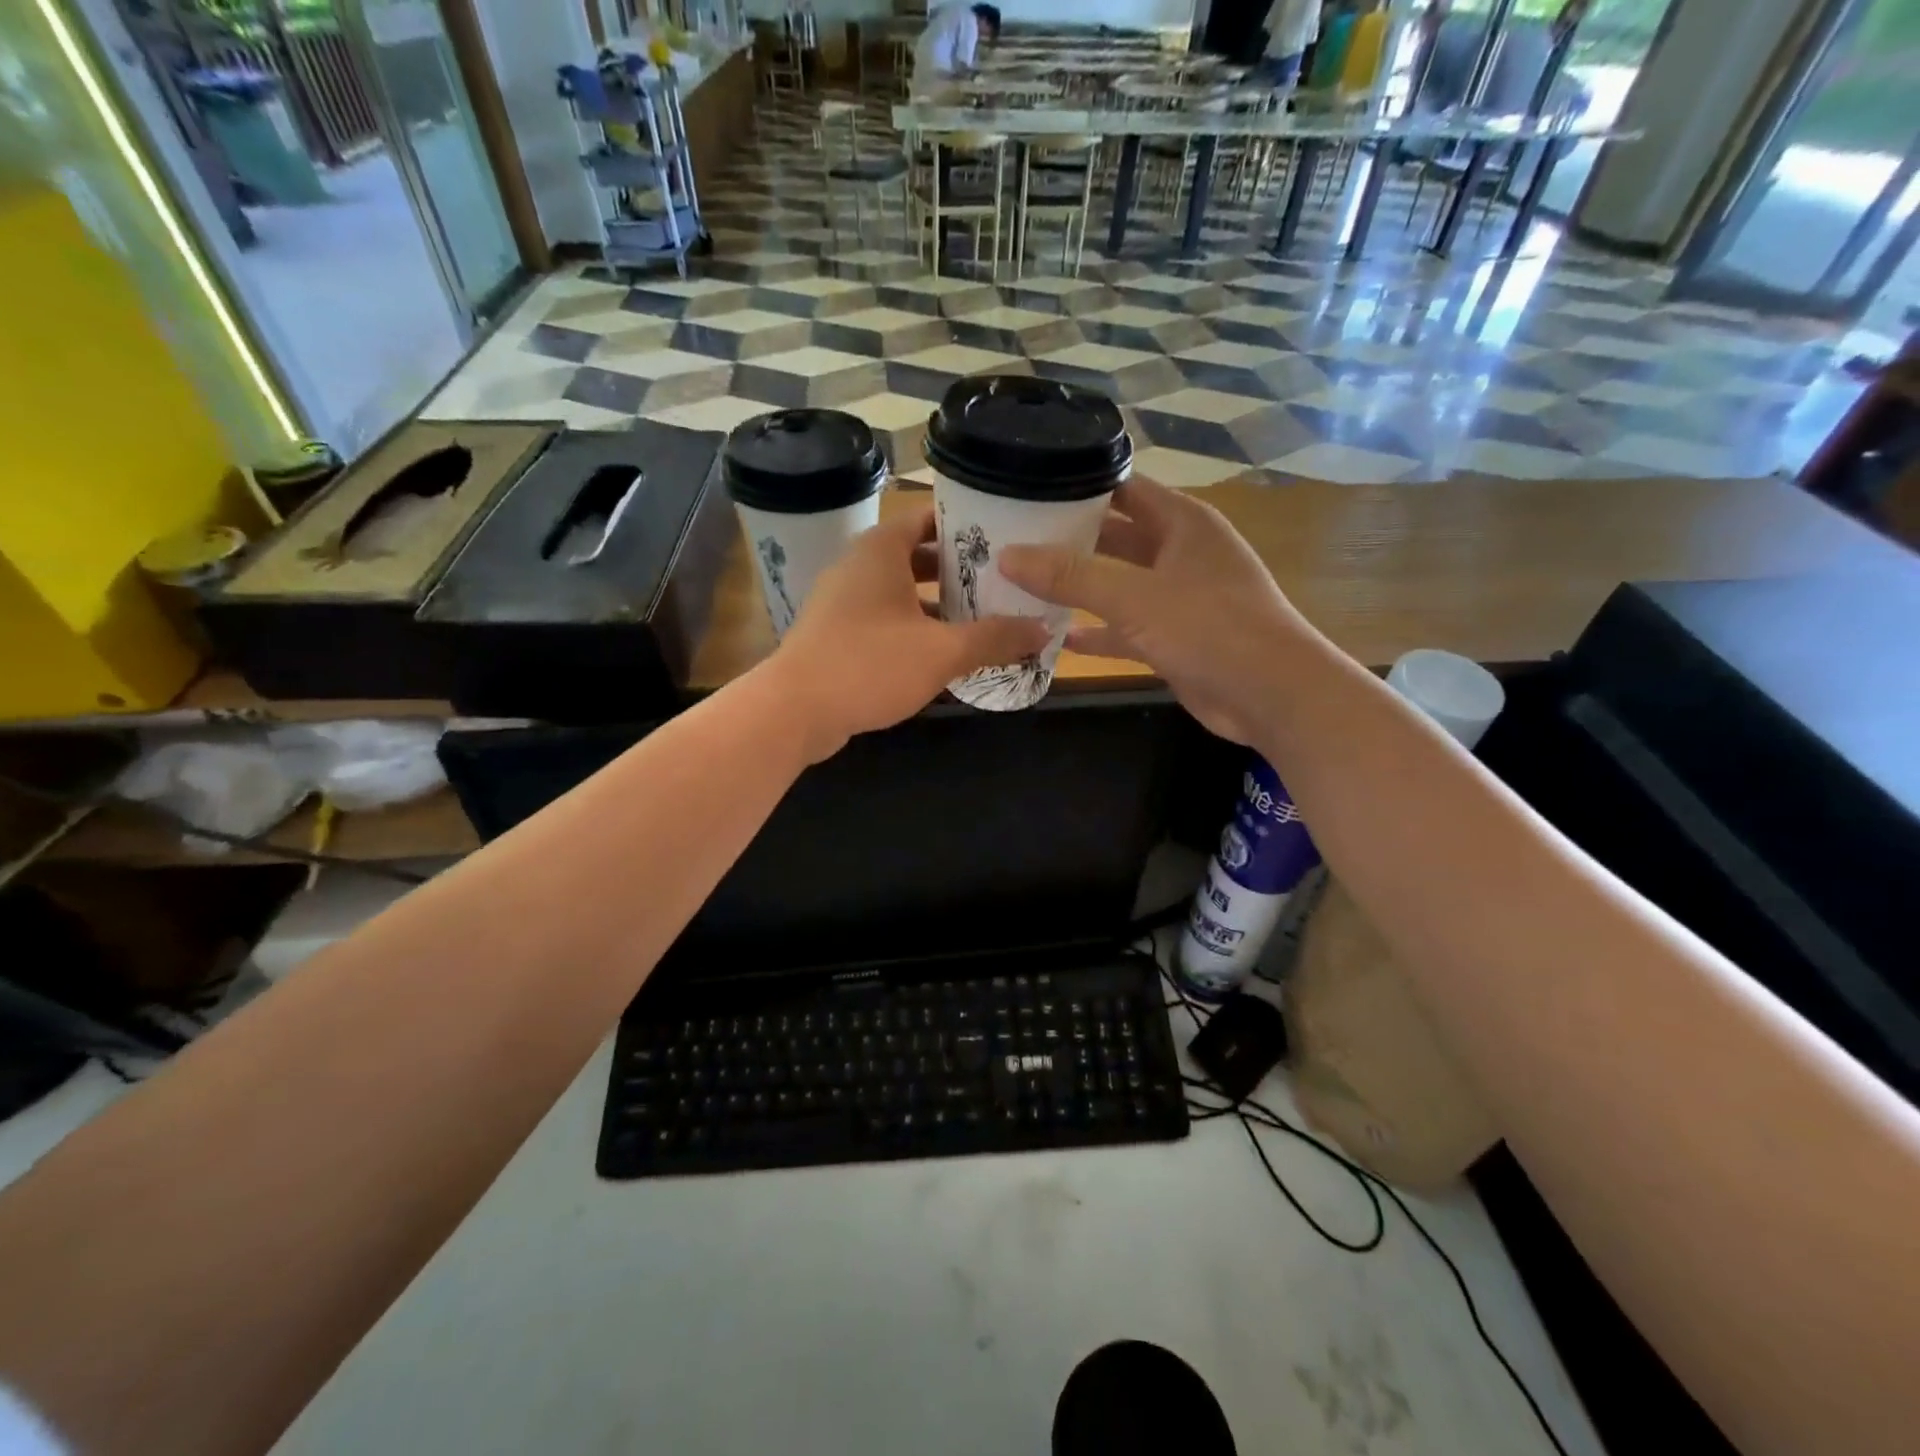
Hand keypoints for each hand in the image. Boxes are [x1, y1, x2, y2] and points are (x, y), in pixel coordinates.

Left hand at [770, 505, 1050, 761]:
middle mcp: (859, 566)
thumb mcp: (942, 652)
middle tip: (1003, 583)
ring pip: (901, 592)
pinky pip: (885, 620)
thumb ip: (994, 638)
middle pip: (918, 556)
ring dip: (938, 604)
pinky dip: (915, 628)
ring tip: (984, 618)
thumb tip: (1044, 629)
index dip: (966, 526)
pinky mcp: (837, 634)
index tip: (1004, 539)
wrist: (794, 710)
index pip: (928, 518)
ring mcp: (843, 602)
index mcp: (881, 551)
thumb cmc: (869, 664)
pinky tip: (944, 653)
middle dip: (959, 571)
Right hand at [998, 479, 1306, 745]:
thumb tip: (1008, 555)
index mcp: (1180, 521)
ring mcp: (1177, 597)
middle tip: (1008, 542)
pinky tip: (1058, 638)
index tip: (1024, 491)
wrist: (1272, 696)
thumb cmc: (1210, 628)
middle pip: (1113, 536)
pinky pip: (1125, 627)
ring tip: (1020, 587)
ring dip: (1077, 589)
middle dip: (1066, 541)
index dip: (1075, 486)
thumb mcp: (1135, 596)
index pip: (1121, 487)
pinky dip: (1097, 632)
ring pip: (1116, 584)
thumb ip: (1071, 575)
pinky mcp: (1173, 638)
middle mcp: (1179, 551)